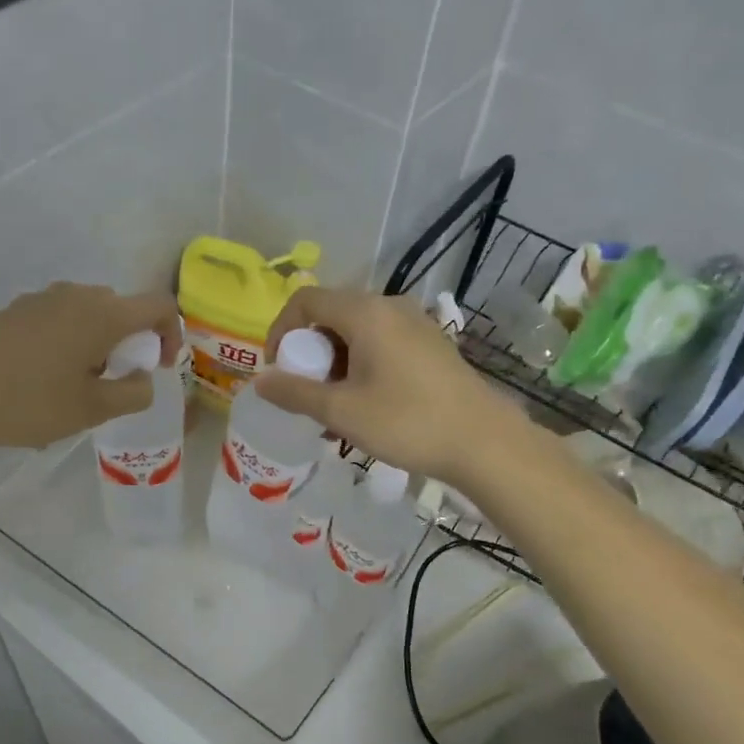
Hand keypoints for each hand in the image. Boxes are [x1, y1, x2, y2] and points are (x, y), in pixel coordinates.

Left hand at [0, 282, 181, 451]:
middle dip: (130, 342)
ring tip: (77, 382)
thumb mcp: (92, 410)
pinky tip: (42, 377)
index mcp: (103, 314)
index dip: (172, 334)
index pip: (159, 305)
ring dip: (97, 341)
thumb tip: (142, 379)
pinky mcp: (13, 310)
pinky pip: (57, 318)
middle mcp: (75, 295)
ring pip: (87, 313)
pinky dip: (67, 340)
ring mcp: (40, 299)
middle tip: (115, 380)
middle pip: (121, 308)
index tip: (161, 367)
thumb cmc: (30, 402)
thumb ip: (133, 394)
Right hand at [255, 288, 529, 483]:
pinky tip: (364, 407)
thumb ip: (295, 393)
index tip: (276, 369)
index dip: (281, 330)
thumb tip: (259, 381)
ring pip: (357, 333)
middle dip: (309, 352)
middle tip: (305, 393)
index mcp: (365, 312)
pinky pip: (381, 344)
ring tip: (332, 410)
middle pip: (331, 315)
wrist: (484, 442)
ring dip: (334, 365)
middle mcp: (390, 307)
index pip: (306, 301)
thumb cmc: (407, 422)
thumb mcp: (342, 411)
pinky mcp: (431, 345)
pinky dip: (361, 367)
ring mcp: (415, 324)